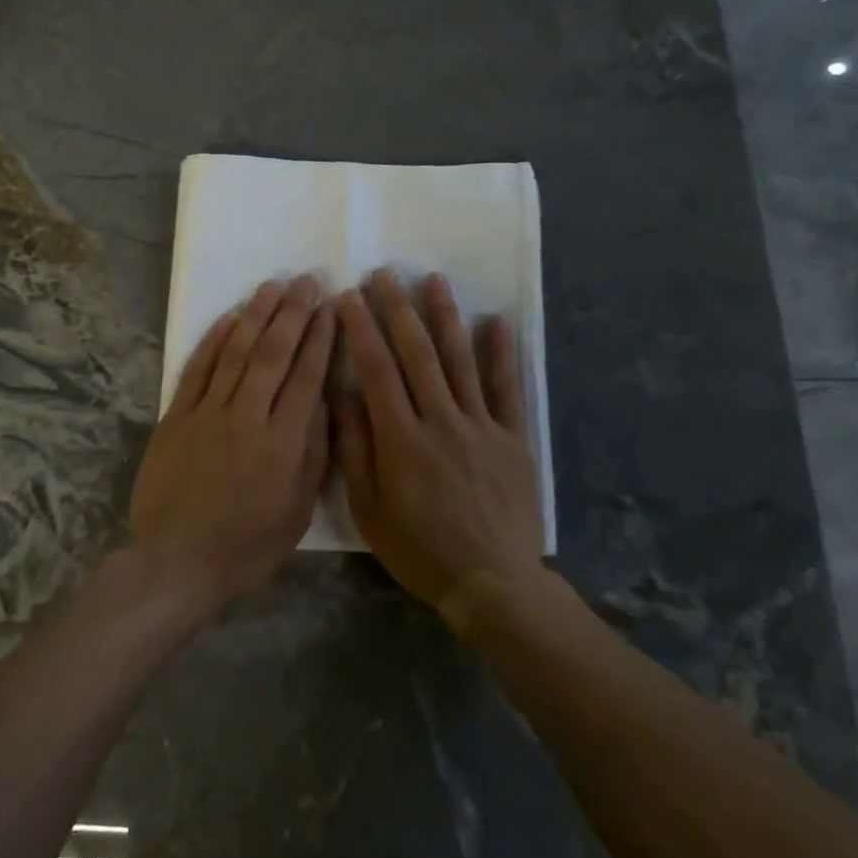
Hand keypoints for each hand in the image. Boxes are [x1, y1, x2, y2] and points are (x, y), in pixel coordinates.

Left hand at [130, 275, 335, 614]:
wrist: (176, 560)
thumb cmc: (245, 544)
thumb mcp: (297, 511)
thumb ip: (313, 454)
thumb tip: (322, 403)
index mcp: (283, 443)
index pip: (307, 377)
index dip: (321, 339)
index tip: (331, 308)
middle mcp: (247, 417)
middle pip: (274, 354)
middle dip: (293, 314)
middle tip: (307, 282)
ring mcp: (208, 413)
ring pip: (236, 352)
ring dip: (256, 316)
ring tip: (273, 286)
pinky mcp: (176, 416)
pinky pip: (197, 370)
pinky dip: (213, 341)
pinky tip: (228, 318)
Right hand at [333, 270, 540, 609]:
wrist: (493, 583)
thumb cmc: (420, 549)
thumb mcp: (369, 510)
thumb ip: (355, 450)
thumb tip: (344, 396)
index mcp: (402, 439)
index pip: (377, 370)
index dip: (362, 329)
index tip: (349, 297)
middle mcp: (441, 421)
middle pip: (418, 354)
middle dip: (398, 310)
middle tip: (385, 274)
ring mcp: (482, 426)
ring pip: (461, 360)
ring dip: (445, 317)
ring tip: (434, 280)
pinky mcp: (513, 438)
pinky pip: (506, 389)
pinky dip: (501, 353)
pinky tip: (495, 321)